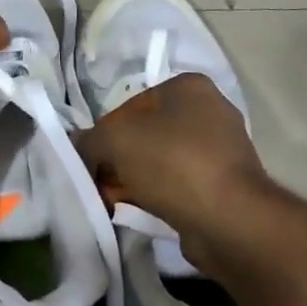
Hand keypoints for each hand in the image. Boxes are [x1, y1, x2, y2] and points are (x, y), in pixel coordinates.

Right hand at [74, 73, 268, 243]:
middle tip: (102, 185)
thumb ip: (89, 140)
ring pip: (160, 162)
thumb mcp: (115, 140)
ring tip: (118, 202)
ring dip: (136, 182)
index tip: (94, 162)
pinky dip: (159, 197)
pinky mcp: (225, 183)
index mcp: (189, 87)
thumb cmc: (172, 163)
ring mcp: (221, 149)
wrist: (227, 218)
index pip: (129, 106)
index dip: (105, 134)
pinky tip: (143, 212)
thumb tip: (79, 146)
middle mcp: (210, 111)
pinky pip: (179, 185)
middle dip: (119, 161)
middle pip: (145, 135)